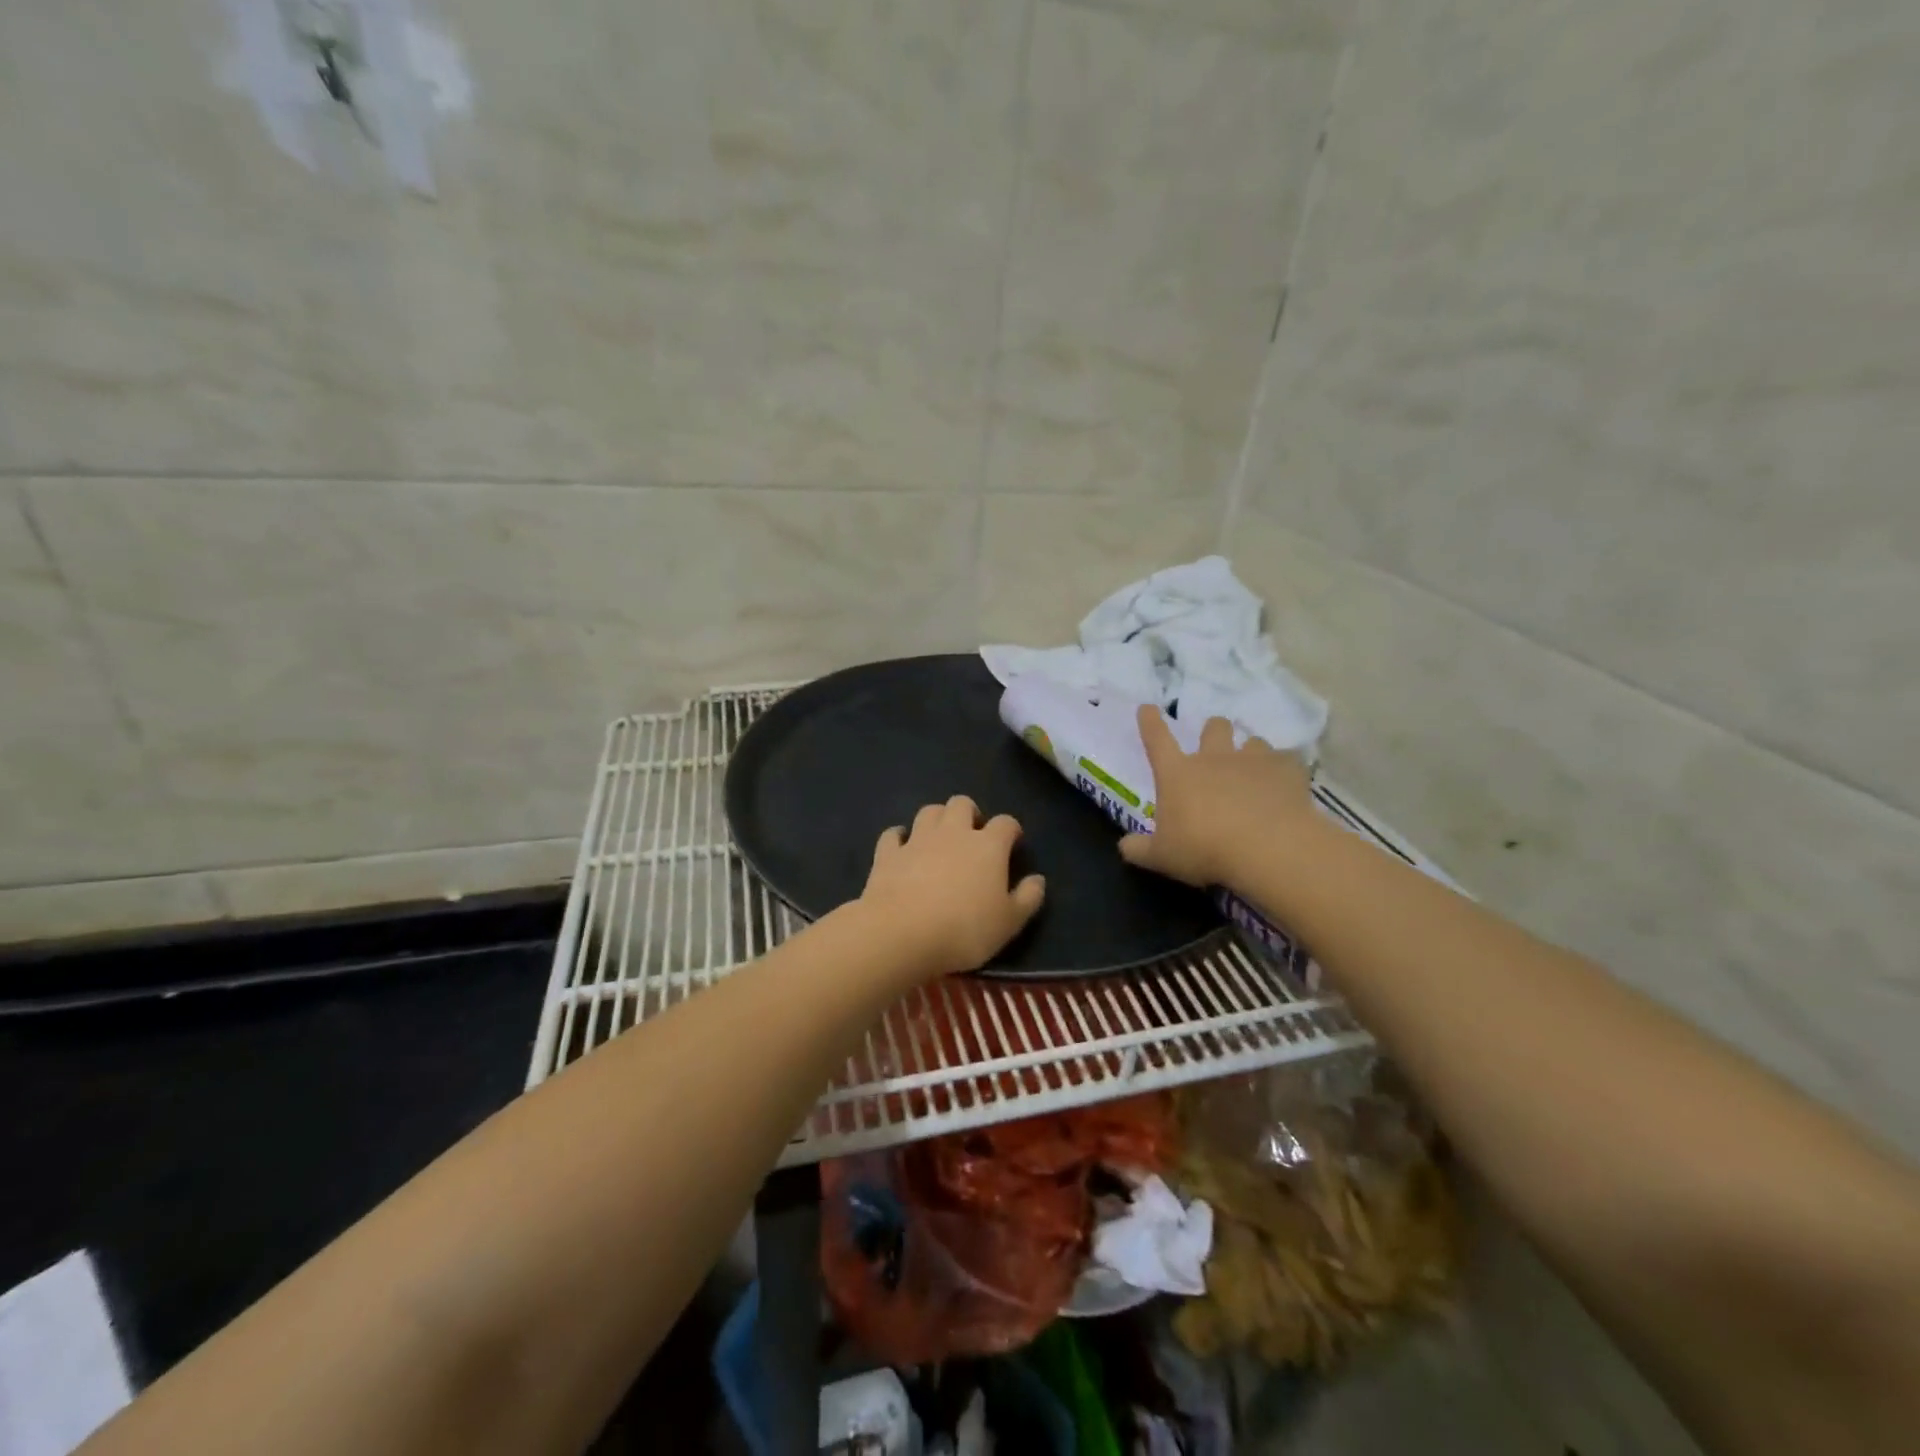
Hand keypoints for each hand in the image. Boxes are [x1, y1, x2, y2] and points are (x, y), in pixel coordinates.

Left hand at [857, 796, 1046, 978]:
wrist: (902, 933)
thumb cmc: (964, 930)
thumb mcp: (1009, 923)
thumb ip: (1027, 899)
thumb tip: (1038, 879)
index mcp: (988, 846)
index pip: (1006, 823)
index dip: (1011, 830)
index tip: (1012, 843)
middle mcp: (953, 832)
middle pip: (962, 804)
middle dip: (969, 813)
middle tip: (972, 835)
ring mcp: (917, 840)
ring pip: (929, 811)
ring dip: (937, 819)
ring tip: (940, 838)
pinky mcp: (888, 853)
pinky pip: (893, 835)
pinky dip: (899, 837)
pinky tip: (901, 847)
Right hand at [1118, 706, 1319, 889]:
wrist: (1268, 848)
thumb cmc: (1205, 849)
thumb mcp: (1163, 856)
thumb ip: (1140, 849)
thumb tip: (1125, 846)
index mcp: (1177, 773)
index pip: (1157, 739)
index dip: (1150, 722)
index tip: (1148, 708)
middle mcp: (1214, 758)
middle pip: (1213, 728)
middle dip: (1213, 730)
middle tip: (1215, 744)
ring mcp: (1254, 761)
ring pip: (1253, 741)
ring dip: (1250, 751)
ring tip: (1254, 769)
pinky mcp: (1288, 771)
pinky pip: (1288, 761)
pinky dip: (1285, 770)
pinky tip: (1287, 785)